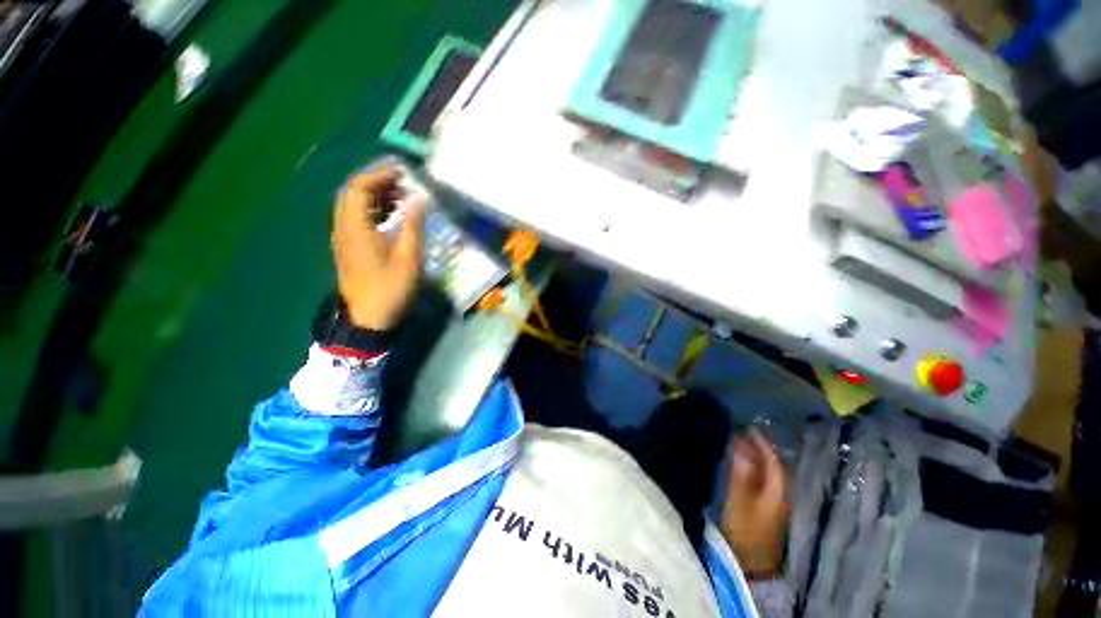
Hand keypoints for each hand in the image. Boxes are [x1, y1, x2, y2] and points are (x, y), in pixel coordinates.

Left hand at [332, 168, 424, 329]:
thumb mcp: (408, 258)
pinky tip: (392, 218)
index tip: (403, 174)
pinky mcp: (348, 248)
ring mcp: (343, 239)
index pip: (359, 187)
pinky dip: (373, 210)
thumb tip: (418, 198)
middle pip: (352, 193)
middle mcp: (343, 228)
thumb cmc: (390, 288)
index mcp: (355, 228)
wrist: (368, 319)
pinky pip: (356, 219)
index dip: (379, 175)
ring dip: (375, 196)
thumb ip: (413, 225)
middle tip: (403, 184)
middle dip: (377, 182)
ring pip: (353, 206)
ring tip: (402, 198)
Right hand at [720, 431, 787, 578]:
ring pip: (768, 474)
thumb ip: (741, 470)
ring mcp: (774, 504)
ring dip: (756, 459)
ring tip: (740, 446)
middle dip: (759, 449)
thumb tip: (739, 442)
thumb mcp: (739, 498)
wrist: (750, 564)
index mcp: (778, 490)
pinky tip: (743, 467)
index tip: (748, 426)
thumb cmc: (744, 529)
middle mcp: (780, 494)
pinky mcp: (766, 511)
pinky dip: (753, 470)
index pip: (773, 460)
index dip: (762, 443)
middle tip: (742, 433)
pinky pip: (762, 482)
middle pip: (773, 466)